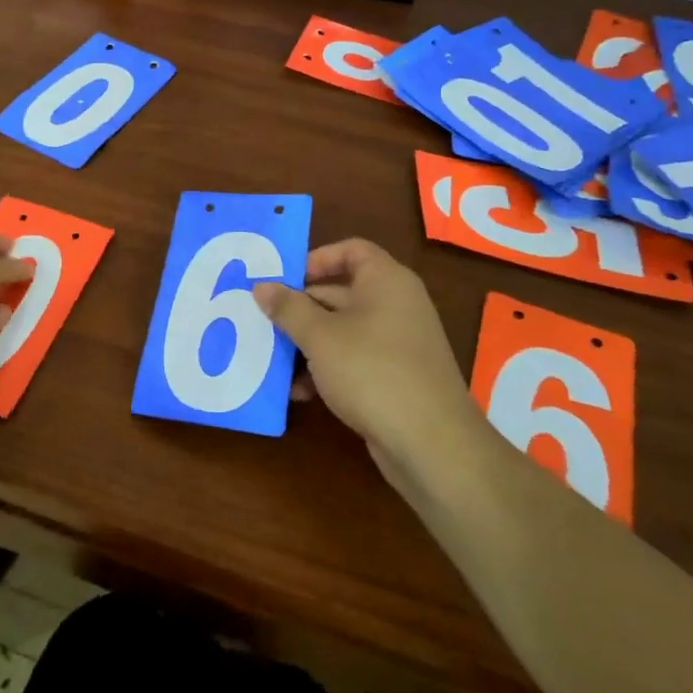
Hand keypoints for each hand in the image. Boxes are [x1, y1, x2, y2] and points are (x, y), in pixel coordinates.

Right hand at [253, 239, 484, 490]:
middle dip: (299, 309)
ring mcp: (397, 343)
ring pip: (342, 330)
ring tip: (273, 361)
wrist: (431, 443)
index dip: (316, 259)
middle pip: (340, 292)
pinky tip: (299, 392)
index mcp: (386, 281)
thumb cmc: (371, 371)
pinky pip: (352, 360)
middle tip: (263, 321)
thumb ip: (288, 308)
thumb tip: (262, 286)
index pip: (351, 250)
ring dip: (307, 344)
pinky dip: (326, 369)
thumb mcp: (320, 336)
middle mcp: (396, 305)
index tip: (284, 280)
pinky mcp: (395, 377)